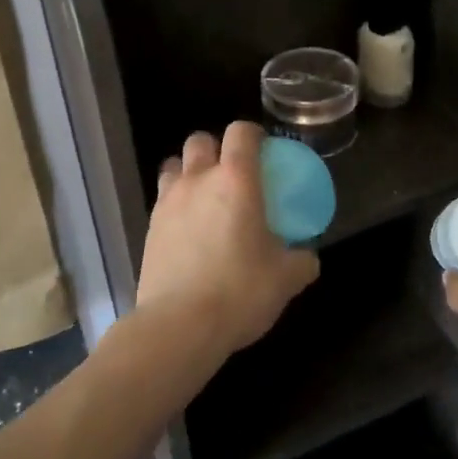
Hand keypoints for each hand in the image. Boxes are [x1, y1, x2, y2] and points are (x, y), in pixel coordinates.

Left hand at [136, 122, 319, 357]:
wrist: (179, 325)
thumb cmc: (240, 292)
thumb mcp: (286, 279)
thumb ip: (301, 260)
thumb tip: (308, 256)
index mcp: (236, 180)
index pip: (240, 133)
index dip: (252, 134)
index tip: (263, 149)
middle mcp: (198, 180)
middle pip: (200, 141)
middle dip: (215, 148)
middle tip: (232, 174)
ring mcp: (168, 202)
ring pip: (174, 165)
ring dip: (189, 172)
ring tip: (204, 198)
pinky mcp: (150, 227)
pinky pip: (163, 200)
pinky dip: (176, 203)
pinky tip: (188, 230)